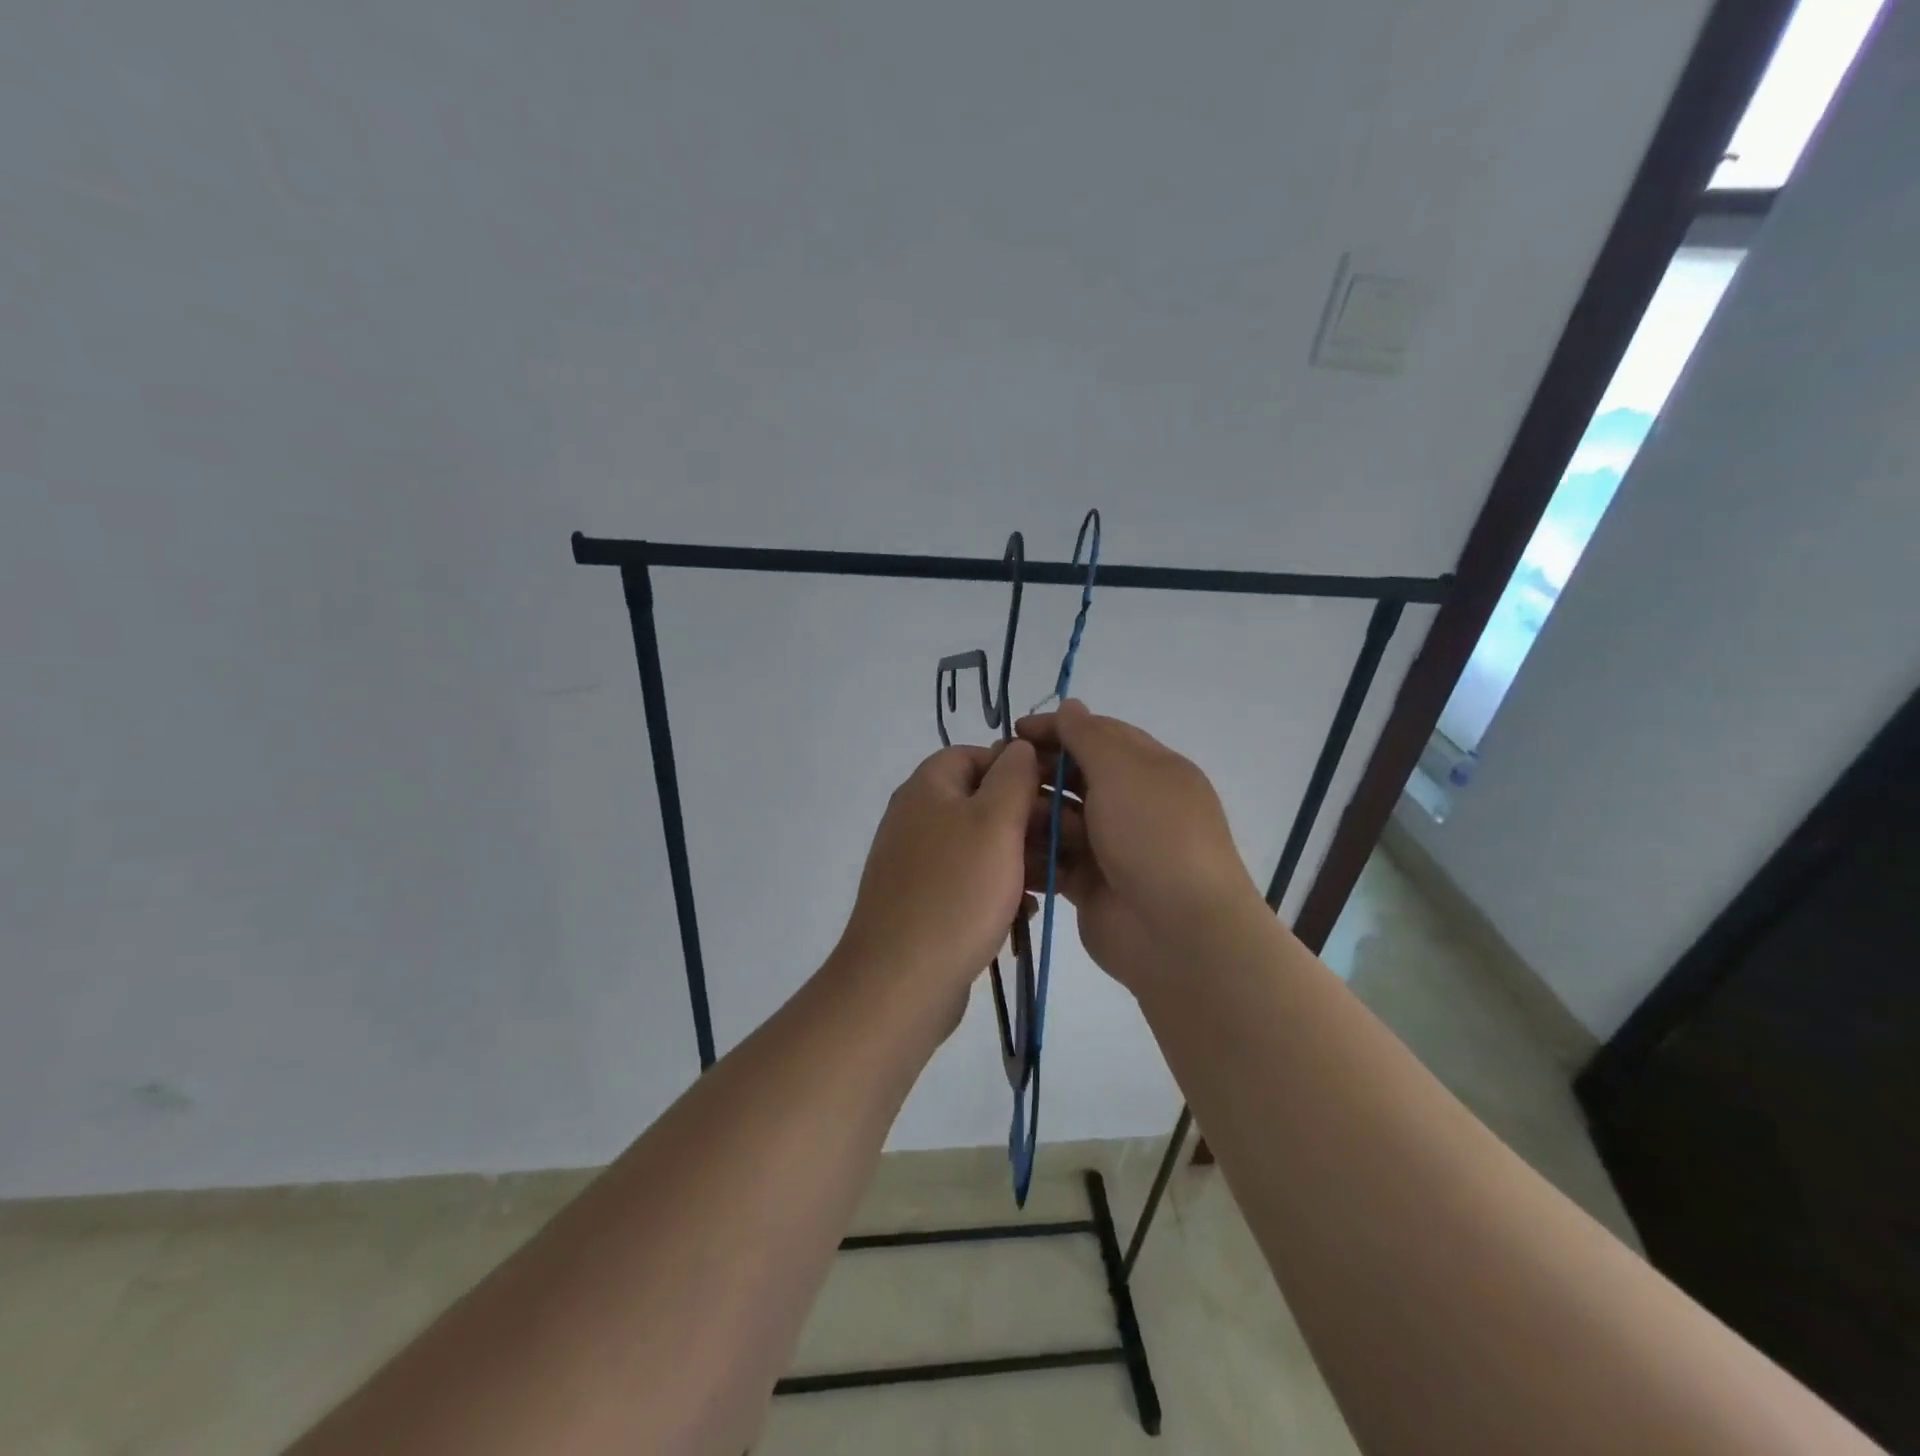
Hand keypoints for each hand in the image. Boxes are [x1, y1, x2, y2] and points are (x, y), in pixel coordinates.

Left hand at [836, 740, 1041, 1012]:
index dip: (1017, 768)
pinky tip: (1024, 913)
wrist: (901, 980)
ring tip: (1050, 881)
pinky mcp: (924, 901)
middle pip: (980, 801)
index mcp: (928, 788)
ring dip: (1018, 858)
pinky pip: (969, 881)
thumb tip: (1017, 745)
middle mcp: (916, 818)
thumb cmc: (956, 891)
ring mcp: (917, 862)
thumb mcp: (995, 822)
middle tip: (1066, 842)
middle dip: (1025, 818)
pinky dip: (997, 889)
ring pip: (980, 845)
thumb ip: (1013, 776)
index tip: (1054, 795)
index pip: (975, 755)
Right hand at [1017, 700, 1261, 989]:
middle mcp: (1132, 804)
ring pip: (1060, 818)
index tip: (1015, 732)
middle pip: (1076, 776)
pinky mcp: (1090, 884)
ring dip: (1033, 813)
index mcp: (1150, 770)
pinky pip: (1054, 859)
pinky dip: (1033, 853)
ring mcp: (1111, 847)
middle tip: (999, 774)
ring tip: (1003, 815)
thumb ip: (1090, 736)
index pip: (1099, 736)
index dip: (1058, 729)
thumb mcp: (1124, 770)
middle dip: (1039, 772)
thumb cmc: (1153, 835)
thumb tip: (1070, 705)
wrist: (1177, 932)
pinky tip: (1004, 849)